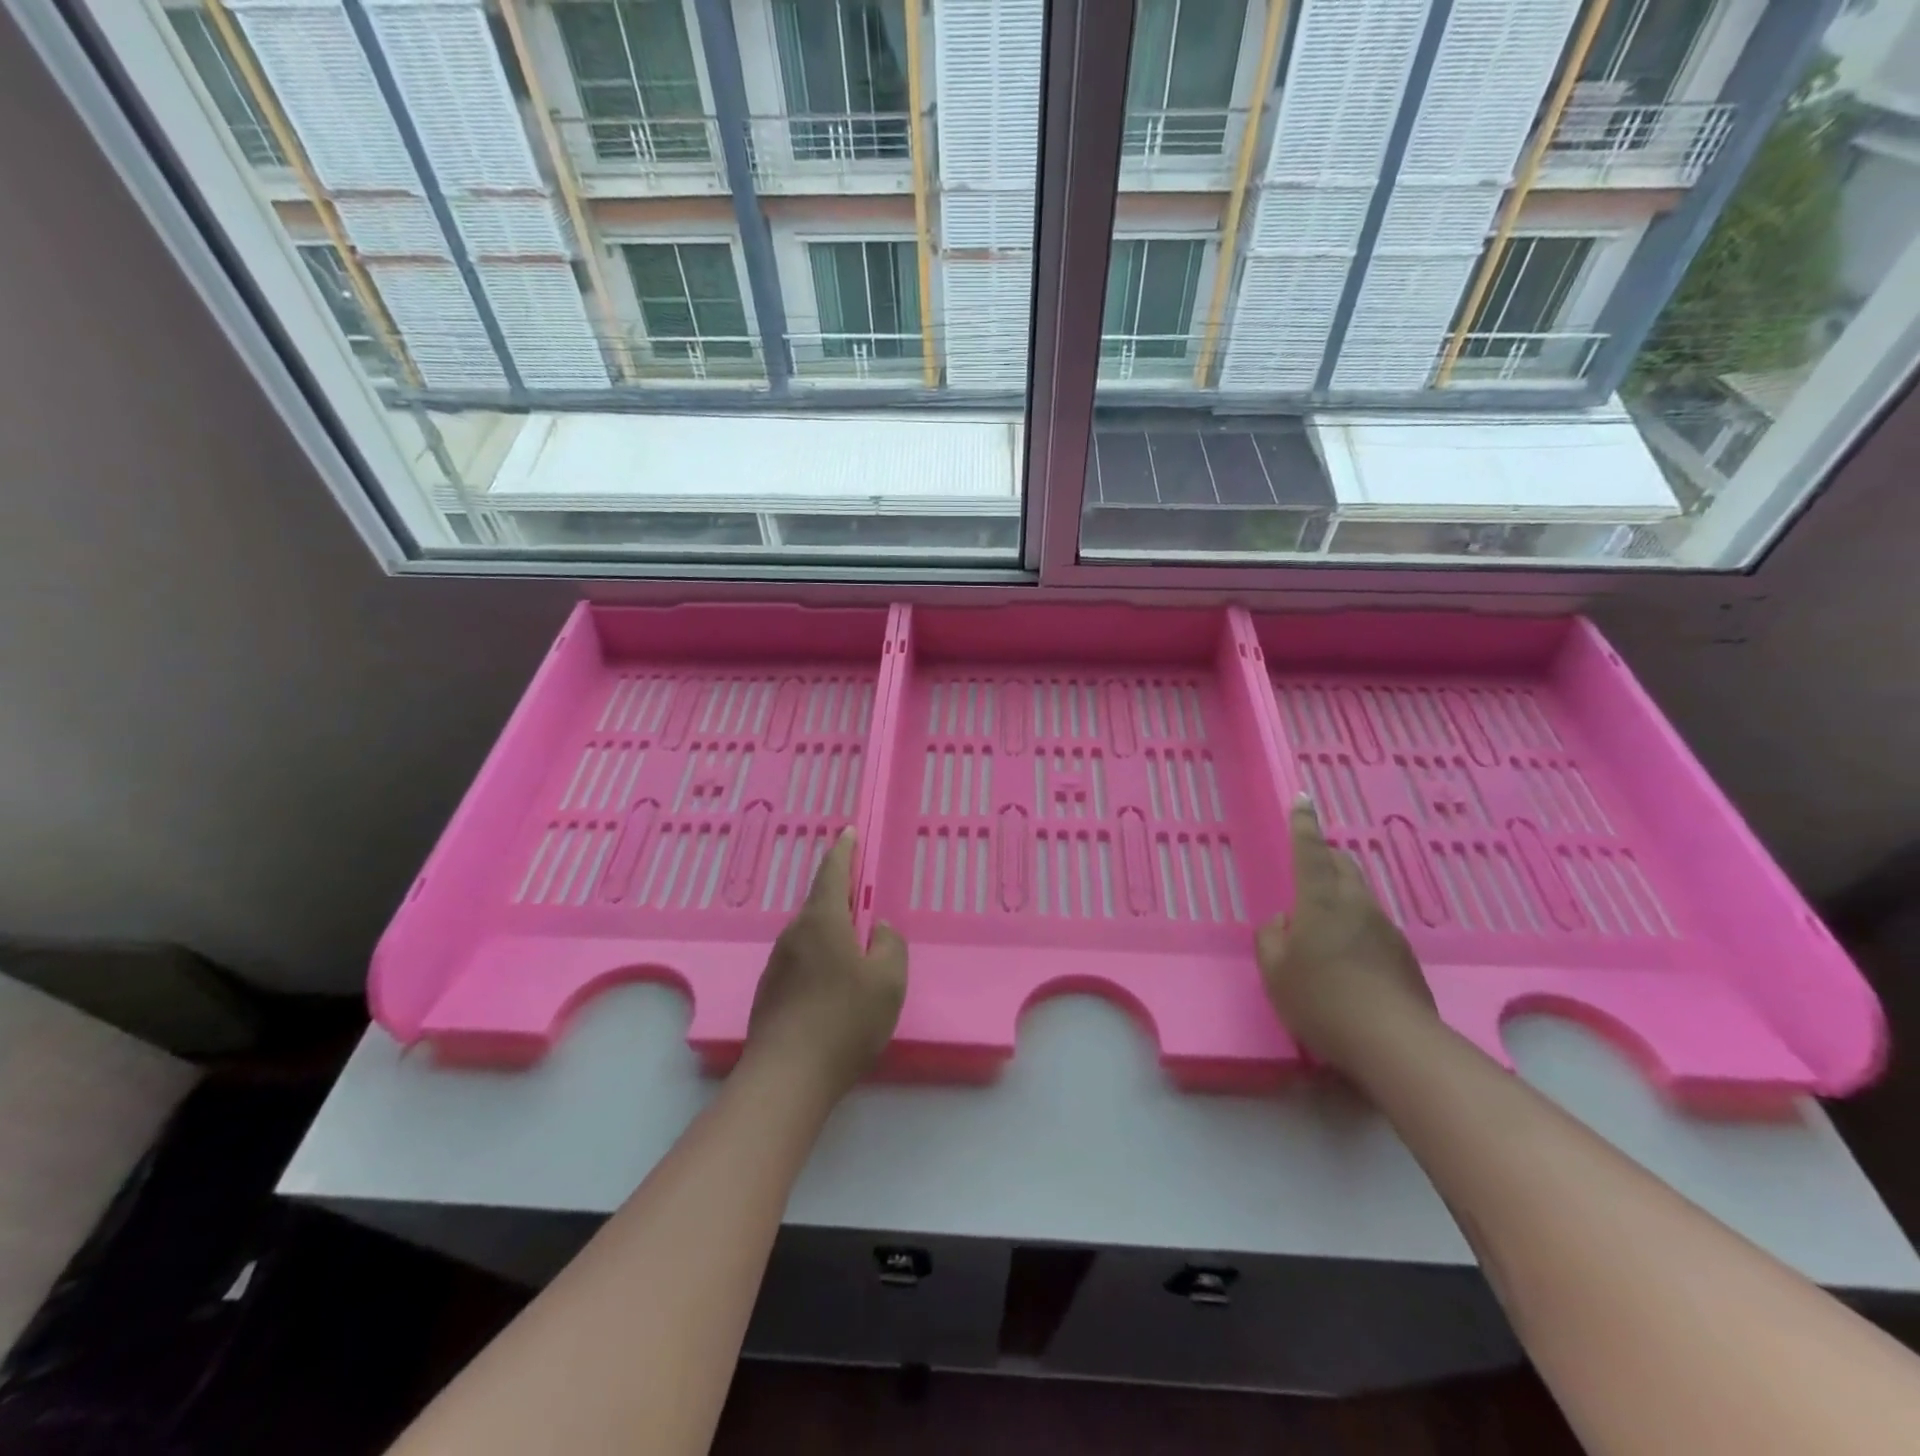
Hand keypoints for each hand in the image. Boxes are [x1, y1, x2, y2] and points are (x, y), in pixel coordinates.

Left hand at [746, 829, 907, 1098]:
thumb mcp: (888, 981)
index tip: (848, 833)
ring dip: (831, 930)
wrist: (786, 1077)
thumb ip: (891, 946)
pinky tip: (834, 984)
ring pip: (810, 934)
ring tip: (854, 946)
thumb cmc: (845, 1020)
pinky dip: (820, 957)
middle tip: (862, 895)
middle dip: (840, 894)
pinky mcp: (770, 991)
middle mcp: (795, 934)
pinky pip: (801, 959)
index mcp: (823, 921)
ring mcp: (777, 963)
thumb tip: (880, 930)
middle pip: (820, 903)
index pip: (833, 872)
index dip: (844, 851)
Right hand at [1256, 796, 1436, 1077]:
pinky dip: (1355, 924)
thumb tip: (1283, 922)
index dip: (1303, 825)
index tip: (1303, 799)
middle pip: (1343, 865)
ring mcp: (1385, 929)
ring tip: (1324, 913)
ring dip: (1341, 891)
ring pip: (1360, 894)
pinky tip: (1347, 953)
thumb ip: (1271, 940)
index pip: (1309, 852)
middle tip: (1310, 859)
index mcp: (1320, 901)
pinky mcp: (1403, 955)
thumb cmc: (1322, 1000)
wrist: (1394, 1043)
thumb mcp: (1275, 973)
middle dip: (1326, 854)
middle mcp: (1356, 905)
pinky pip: (1373, 924)